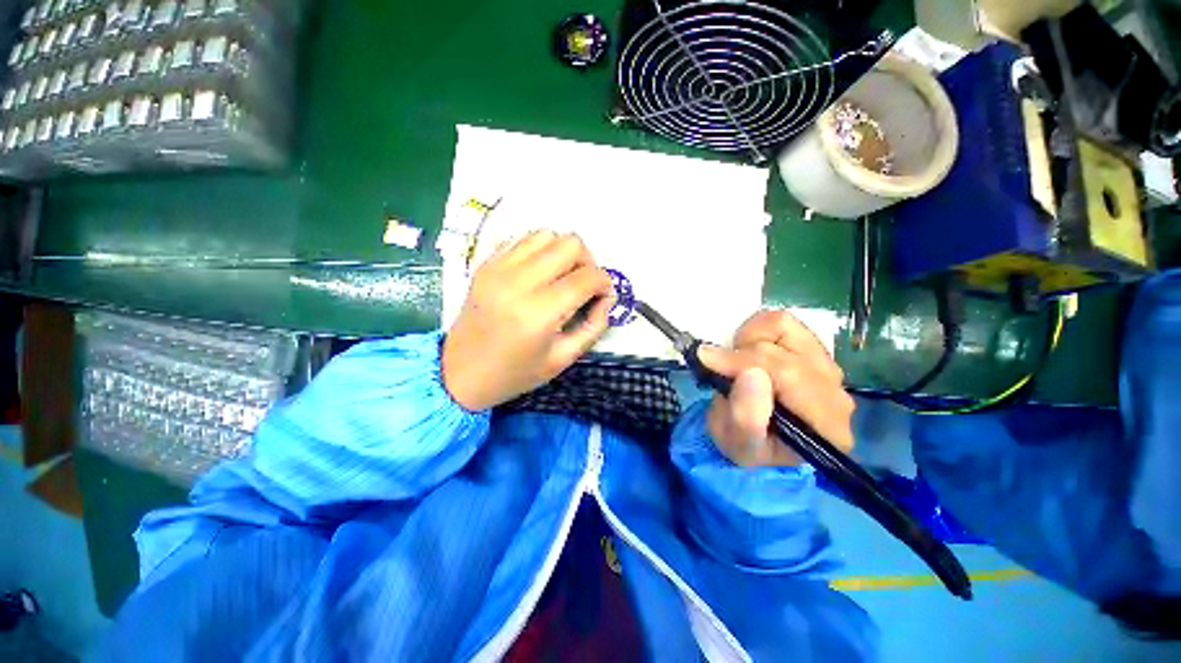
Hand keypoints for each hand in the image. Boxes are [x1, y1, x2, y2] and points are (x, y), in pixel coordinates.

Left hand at [442, 231, 615, 410]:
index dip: (605, 284)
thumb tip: (606, 297)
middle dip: (587, 262)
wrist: (459, 374)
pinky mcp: (485, 264)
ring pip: (547, 234)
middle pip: (571, 244)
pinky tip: (538, 273)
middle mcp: (518, 282)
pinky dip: (539, 251)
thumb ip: (594, 325)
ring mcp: (498, 268)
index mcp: (539, 312)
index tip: (602, 297)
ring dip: (563, 253)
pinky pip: (522, 239)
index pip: (587, 277)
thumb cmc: (515, 374)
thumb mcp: (563, 358)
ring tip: (560, 278)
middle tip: (582, 286)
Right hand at [697, 311, 854, 466]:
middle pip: (786, 350)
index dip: (745, 362)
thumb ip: (745, 418)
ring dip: (750, 340)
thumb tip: (750, 373)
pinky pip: (781, 322)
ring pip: (785, 327)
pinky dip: (756, 331)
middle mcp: (836, 392)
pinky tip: (748, 353)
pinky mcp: (813, 349)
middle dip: (742, 355)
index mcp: (825, 425)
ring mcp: (827, 366)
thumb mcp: (738, 445)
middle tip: (718, 368)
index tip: (708, 361)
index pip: (789, 375)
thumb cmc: (748, 447)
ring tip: (737, 362)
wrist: (759, 440)